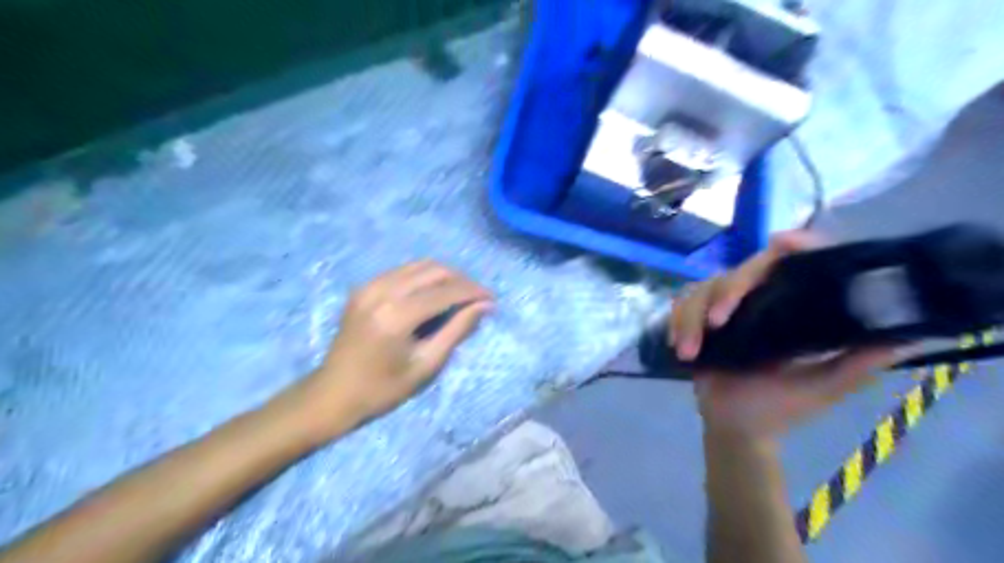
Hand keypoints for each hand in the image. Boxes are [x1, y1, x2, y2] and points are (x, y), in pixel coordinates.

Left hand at [292, 261, 493, 437]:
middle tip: (478, 298)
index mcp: (396, 316)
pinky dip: (424, 277)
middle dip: (462, 280)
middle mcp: (381, 291)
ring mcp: (369, 286)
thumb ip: (457, 330)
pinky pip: (402, 271)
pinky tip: (433, 294)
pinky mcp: (363, 287)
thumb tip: (484, 306)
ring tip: (460, 295)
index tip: (492, 299)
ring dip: (444, 276)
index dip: (473, 292)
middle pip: (434, 270)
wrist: (332, 394)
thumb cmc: (382, 389)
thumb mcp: (426, 364)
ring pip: (419, 265)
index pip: (445, 291)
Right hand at [670, 233, 896, 440]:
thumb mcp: (822, 387)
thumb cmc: (778, 408)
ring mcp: (723, 310)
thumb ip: (855, 363)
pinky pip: (680, 306)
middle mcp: (757, 301)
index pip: (793, 264)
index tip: (782, 242)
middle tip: (718, 323)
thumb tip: (901, 337)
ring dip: (690, 317)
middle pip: (740, 271)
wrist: (735, 427)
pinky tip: (678, 344)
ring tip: (688, 351)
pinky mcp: (697, 320)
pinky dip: (676, 321)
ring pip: (702, 289)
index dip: (793, 246)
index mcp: (790, 309)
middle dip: (725, 294)